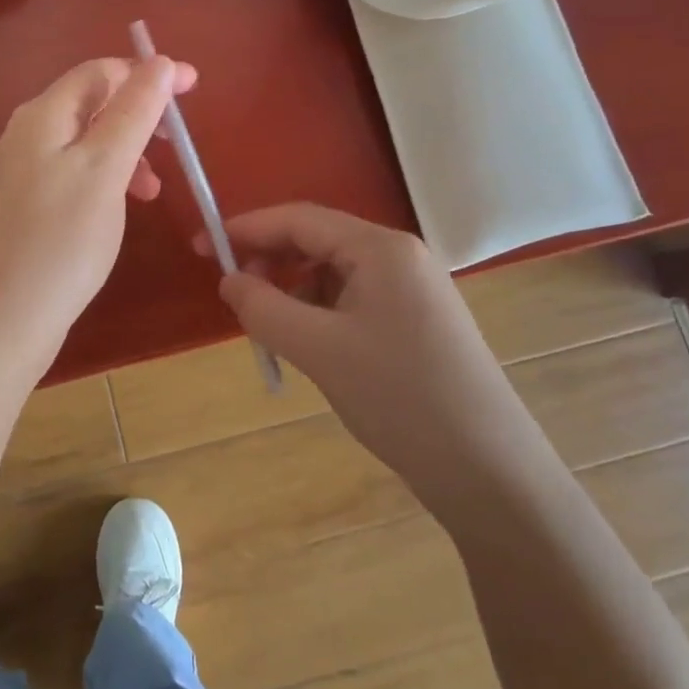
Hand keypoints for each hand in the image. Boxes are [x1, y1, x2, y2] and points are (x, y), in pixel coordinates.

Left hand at [0, 56, 195, 356]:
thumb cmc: (60, 241)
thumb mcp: (104, 169)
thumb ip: (133, 113)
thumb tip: (160, 62)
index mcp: (45, 115)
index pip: (101, 72)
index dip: (149, 73)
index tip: (196, 89)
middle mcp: (29, 135)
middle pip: (93, 104)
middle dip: (140, 116)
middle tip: (176, 144)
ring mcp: (25, 173)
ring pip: (87, 144)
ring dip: (127, 153)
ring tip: (151, 191)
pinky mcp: (28, 208)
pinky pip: (76, 176)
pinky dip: (107, 181)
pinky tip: (119, 209)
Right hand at [210, 204, 545, 519]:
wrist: (487, 469)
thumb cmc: (399, 397)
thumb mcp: (318, 350)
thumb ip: (263, 308)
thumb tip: (229, 281)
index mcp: (381, 249)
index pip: (299, 219)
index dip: (245, 228)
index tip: (200, 246)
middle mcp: (400, 257)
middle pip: (317, 241)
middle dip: (270, 261)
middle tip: (231, 292)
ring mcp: (412, 290)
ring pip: (332, 274)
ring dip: (293, 291)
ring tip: (269, 329)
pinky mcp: (415, 322)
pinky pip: (352, 300)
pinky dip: (318, 313)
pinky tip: (308, 345)